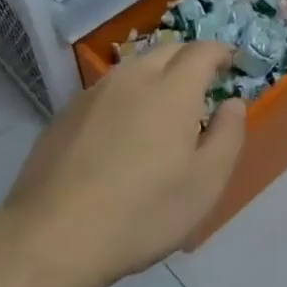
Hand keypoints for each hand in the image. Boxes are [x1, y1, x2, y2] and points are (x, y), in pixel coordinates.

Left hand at [6, 38, 244, 286]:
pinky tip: (122, 129)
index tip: (230, 64)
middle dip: (190, 58)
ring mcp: (94, 93)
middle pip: (167, 50)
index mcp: (173, 89)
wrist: (54, 236)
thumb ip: (229, 134)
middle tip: (202, 83)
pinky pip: (107, 90)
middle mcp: (133, 78)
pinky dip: (125, 95)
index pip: (203, 50)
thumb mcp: (206, 183)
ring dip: (156, 74)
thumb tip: (232, 102)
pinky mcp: (66, 113)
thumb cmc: (143, 211)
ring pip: (133, 67)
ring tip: (163, 104)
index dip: (221, 52)